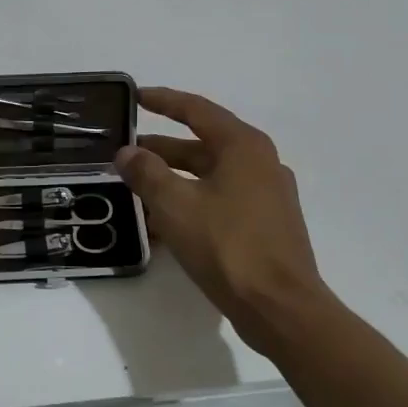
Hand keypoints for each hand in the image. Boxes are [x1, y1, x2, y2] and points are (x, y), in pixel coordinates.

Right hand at [116, 87, 336, 354]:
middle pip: (203, 144)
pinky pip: (220, 200)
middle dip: (162, 147)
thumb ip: (147, 173)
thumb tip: (127, 153)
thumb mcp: (176, 205)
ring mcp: (266, 196)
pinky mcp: (266, 225)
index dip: (163, 101)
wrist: (281, 309)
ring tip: (137, 185)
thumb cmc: (228, 246)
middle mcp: (260, 163)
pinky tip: (163, 221)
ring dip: (174, 177)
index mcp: (243, 146)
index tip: (135, 97)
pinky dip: (191, 201)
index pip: (197, 110)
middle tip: (126, 151)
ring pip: (210, 175)